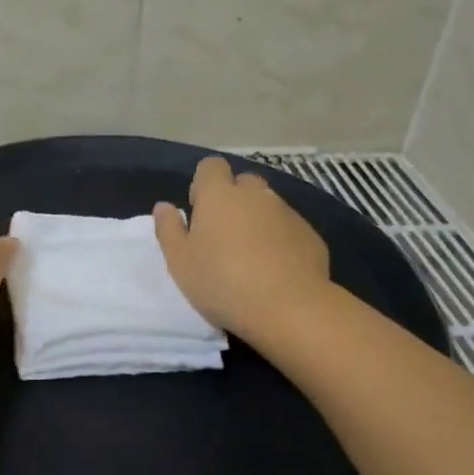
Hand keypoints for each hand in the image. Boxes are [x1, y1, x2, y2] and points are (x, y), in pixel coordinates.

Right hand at [153, 157, 330, 340]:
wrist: (287, 307)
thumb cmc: (221, 282)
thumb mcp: (179, 261)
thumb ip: (168, 229)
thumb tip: (164, 206)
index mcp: (219, 195)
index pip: (211, 166)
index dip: (204, 183)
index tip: (199, 210)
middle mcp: (255, 195)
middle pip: (243, 182)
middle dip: (233, 199)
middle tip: (223, 235)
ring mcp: (287, 213)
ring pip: (268, 205)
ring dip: (257, 220)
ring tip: (250, 256)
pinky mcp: (310, 235)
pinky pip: (289, 228)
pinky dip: (280, 240)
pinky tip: (275, 269)